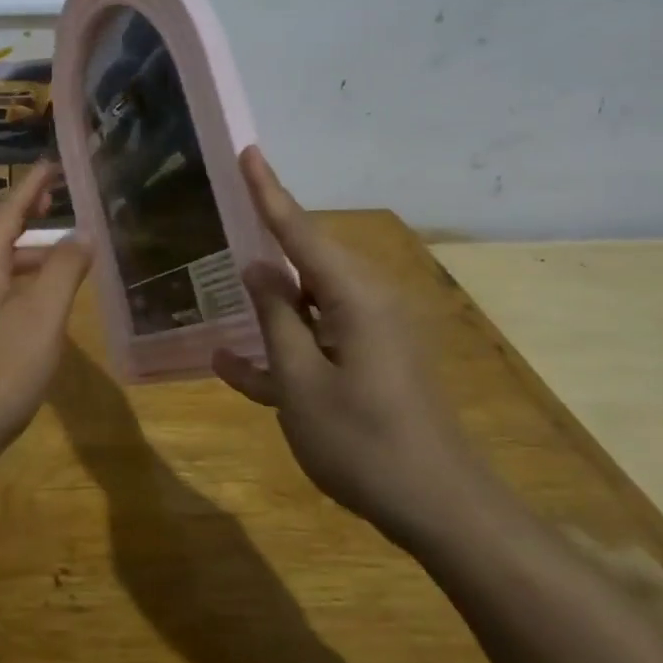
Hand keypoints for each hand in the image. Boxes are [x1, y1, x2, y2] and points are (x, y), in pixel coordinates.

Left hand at [0, 164, 90, 490]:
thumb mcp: (42, 316)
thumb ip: (64, 269)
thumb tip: (82, 231)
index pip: (9, 210)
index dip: (34, 185)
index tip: (54, 163)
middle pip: (2, 238)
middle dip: (34, 220)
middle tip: (66, 205)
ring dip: (32, 259)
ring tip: (67, 258)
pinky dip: (23, 289)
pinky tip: (42, 309)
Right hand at [211, 147, 489, 550]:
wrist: (442, 510)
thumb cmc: (363, 443)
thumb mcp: (301, 382)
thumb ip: (275, 318)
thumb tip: (258, 266)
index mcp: (354, 297)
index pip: (300, 231)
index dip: (269, 191)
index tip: (248, 151)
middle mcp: (367, 303)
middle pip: (306, 262)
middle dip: (265, 249)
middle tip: (220, 230)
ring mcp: (372, 335)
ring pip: (308, 304)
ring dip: (269, 310)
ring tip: (222, 302)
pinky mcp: (372, 362)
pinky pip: (319, 340)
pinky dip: (284, 347)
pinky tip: (235, 365)